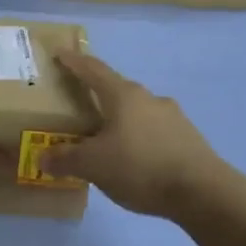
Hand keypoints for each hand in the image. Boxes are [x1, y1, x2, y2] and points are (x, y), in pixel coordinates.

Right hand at [45, 51, 223, 217]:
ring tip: (105, 139)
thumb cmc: (140, 167)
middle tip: (79, 106)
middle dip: (97, 96)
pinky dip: (137, 138)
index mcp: (123, 95)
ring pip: (137, 112)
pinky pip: (153, 131)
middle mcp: (149, 98)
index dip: (75, 62)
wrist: (202, 192)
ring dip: (119, 120)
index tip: (61, 53)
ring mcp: (172, 117)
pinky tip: (133, 159)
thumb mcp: (93, 165)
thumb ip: (65, 159)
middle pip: (116, 90)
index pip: (93, 70)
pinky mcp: (187, 138)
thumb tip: (42, 156)